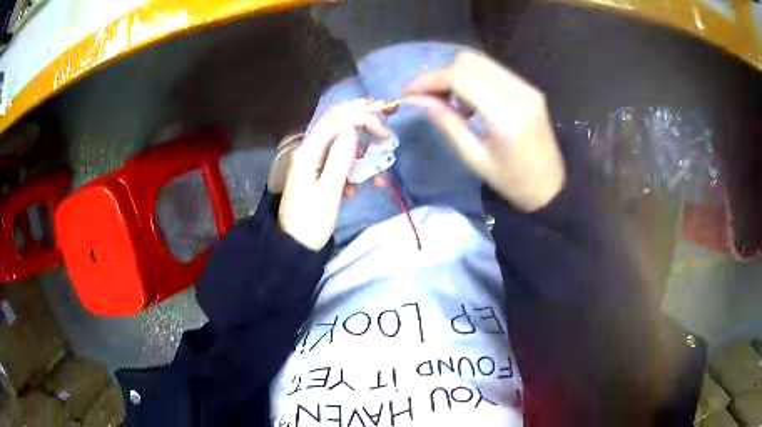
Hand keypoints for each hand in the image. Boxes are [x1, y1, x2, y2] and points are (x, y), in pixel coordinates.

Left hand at [279, 100, 390, 250]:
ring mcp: (314, 158)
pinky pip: (340, 158)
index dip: (364, 119)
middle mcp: (310, 148)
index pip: (338, 118)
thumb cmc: (311, 223)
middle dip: (366, 123)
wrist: (294, 245)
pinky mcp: (318, 169)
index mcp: (309, 151)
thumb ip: (340, 159)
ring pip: (343, 140)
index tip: (385, 136)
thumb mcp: (328, 193)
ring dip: (364, 151)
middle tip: (386, 136)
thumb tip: (353, 128)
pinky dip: (355, 167)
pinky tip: (358, 187)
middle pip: (340, 121)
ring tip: (378, 173)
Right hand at [405, 51, 565, 211]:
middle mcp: (519, 91)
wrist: (552, 188)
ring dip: (456, 75)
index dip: (428, 80)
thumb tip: (417, 100)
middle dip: (441, 75)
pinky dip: (473, 79)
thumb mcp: (475, 158)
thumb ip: (447, 123)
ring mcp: (527, 87)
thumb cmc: (513, 182)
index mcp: (506, 114)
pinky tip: (470, 102)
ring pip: (479, 62)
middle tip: (428, 98)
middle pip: (468, 61)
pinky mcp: (529, 88)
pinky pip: (492, 71)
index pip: (459, 77)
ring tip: (450, 103)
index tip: (408, 92)